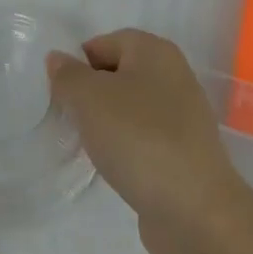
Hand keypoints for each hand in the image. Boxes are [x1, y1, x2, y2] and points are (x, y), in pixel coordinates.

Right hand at [46, 29, 252, 253]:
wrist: (194, 210)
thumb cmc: (138, 138)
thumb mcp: (89, 98)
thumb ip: (67, 74)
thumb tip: (58, 60)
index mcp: (155, 52)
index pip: (103, 42)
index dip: (77, 63)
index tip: (58, 92)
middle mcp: (173, 76)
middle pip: (117, 74)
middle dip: (88, 93)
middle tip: (67, 116)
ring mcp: (182, 116)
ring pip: (128, 108)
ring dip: (104, 122)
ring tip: (86, 143)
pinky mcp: (183, 152)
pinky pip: (142, 137)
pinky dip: (123, 146)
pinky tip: (111, 165)